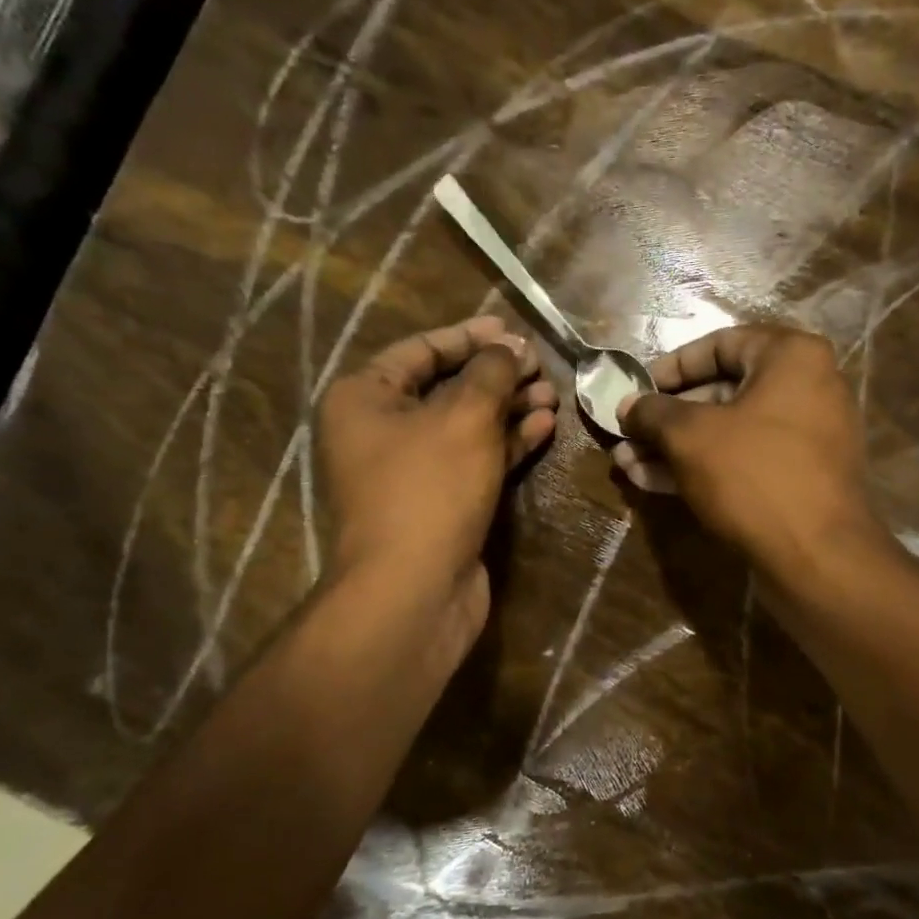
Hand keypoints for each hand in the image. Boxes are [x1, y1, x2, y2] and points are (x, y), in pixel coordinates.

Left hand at [318, 315, 557, 656]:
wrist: (416, 588)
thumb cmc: (430, 488)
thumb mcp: (464, 417)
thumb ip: (490, 372)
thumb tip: (510, 349)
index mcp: (365, 397)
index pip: (421, 350)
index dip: (470, 336)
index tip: (513, 330)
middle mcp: (382, 430)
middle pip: (447, 388)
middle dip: (497, 376)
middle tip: (541, 366)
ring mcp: (412, 471)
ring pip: (467, 426)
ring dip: (509, 409)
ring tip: (553, 395)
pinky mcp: (442, 503)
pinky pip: (476, 460)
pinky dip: (508, 443)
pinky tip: (544, 427)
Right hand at [613, 324, 886, 573]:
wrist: (817, 557)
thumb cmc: (753, 476)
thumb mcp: (690, 437)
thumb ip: (653, 413)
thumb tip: (627, 406)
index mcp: (792, 357)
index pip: (720, 344)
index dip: (671, 367)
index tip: (637, 390)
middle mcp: (807, 387)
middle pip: (722, 391)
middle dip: (666, 418)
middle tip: (626, 434)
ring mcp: (807, 436)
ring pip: (728, 432)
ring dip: (675, 447)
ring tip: (626, 463)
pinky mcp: (799, 478)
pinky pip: (744, 460)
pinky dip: (702, 466)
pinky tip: (653, 481)